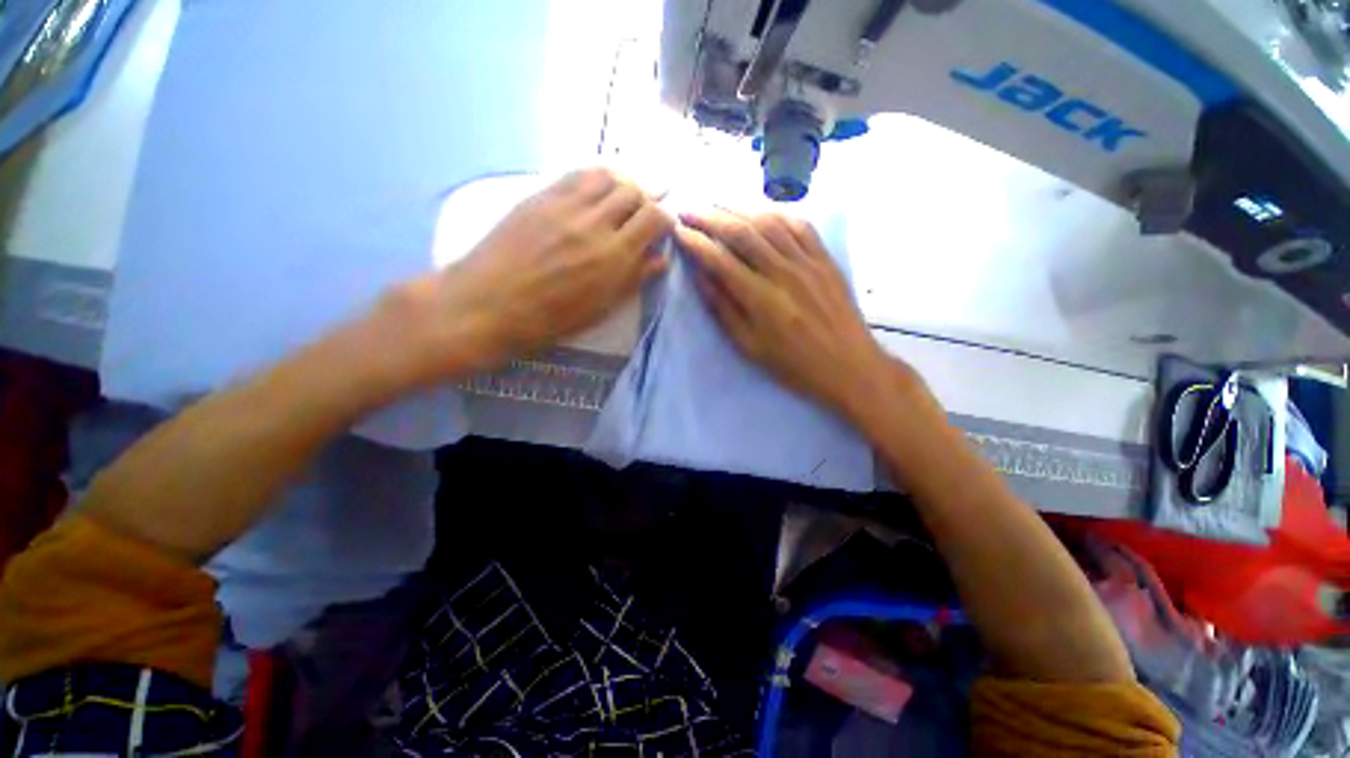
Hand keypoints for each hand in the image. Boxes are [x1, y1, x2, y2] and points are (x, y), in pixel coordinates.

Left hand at [385, 168, 671, 383]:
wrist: (491, 304)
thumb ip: (634, 279)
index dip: (665, 219)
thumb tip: (661, 259)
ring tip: (620, 200)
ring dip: (621, 184)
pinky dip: (594, 178)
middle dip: (645, 200)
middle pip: (633, 191)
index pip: (653, 217)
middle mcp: (594, 222)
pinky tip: (594, 191)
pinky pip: (576, 175)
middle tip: (642, 215)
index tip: (664, 228)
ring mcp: (565, 205)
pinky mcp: (541, 196)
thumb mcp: (601, 308)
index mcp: (614, 255)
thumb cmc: (551, 317)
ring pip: (606, 176)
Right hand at [676, 210, 892, 417]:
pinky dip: (776, 213)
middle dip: (710, 218)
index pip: (720, 260)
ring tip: (717, 204)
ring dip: (739, 208)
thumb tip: (700, 276)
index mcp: (761, 299)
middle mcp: (783, 272)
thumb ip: (724, 310)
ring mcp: (808, 261)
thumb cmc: (794, 365)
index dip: (696, 243)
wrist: (849, 366)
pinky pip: (799, 225)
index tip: (678, 232)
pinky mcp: (825, 259)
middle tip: (689, 211)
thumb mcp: (750, 347)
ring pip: (769, 222)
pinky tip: (760, 211)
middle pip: (742, 232)